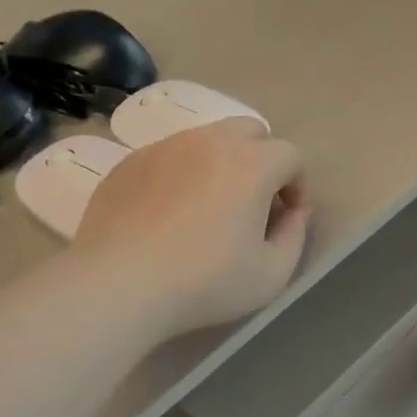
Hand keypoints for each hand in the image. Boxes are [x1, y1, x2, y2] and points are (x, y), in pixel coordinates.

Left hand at [75, 119, 309, 335]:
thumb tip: (295, 214)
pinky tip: (167, 215)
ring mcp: (164, 147)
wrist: (119, 285)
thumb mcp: (271, 275)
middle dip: (262, 160)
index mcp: (251, 163)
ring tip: (209, 207)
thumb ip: (295, 237)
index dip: (297, 185)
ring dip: (220, 163)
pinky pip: (168, 156)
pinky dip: (180, 174)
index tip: (286, 217)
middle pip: (250, 131)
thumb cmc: (205, 283)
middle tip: (253, 202)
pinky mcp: (129, 162)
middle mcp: (209, 141)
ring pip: (206, 139)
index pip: (290, 154)